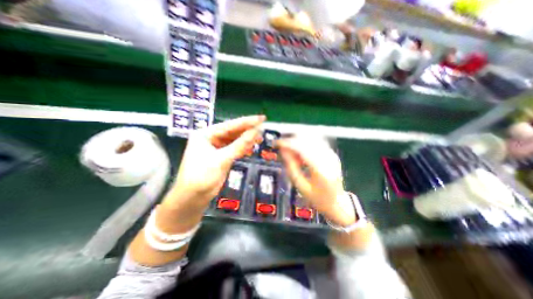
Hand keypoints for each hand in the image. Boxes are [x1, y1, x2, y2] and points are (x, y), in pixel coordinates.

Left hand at [166, 115, 265, 209]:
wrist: (192, 199)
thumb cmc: (202, 177)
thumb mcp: (222, 159)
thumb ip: (240, 145)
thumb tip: (256, 132)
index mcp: (205, 134)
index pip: (230, 125)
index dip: (247, 122)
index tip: (261, 118)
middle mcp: (210, 138)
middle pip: (232, 132)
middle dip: (247, 130)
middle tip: (263, 128)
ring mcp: (215, 148)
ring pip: (234, 140)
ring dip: (246, 140)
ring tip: (260, 138)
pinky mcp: (220, 156)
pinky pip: (233, 149)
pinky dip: (242, 148)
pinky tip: (251, 148)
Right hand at [277, 138, 355, 226]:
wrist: (338, 203)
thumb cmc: (318, 198)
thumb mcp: (301, 186)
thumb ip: (291, 167)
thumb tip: (283, 151)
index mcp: (321, 169)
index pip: (302, 148)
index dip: (287, 143)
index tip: (277, 143)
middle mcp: (328, 158)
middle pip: (307, 140)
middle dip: (292, 140)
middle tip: (282, 147)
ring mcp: (331, 154)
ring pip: (311, 138)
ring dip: (298, 141)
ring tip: (290, 151)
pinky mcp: (332, 153)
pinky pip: (316, 142)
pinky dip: (305, 144)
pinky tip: (300, 153)